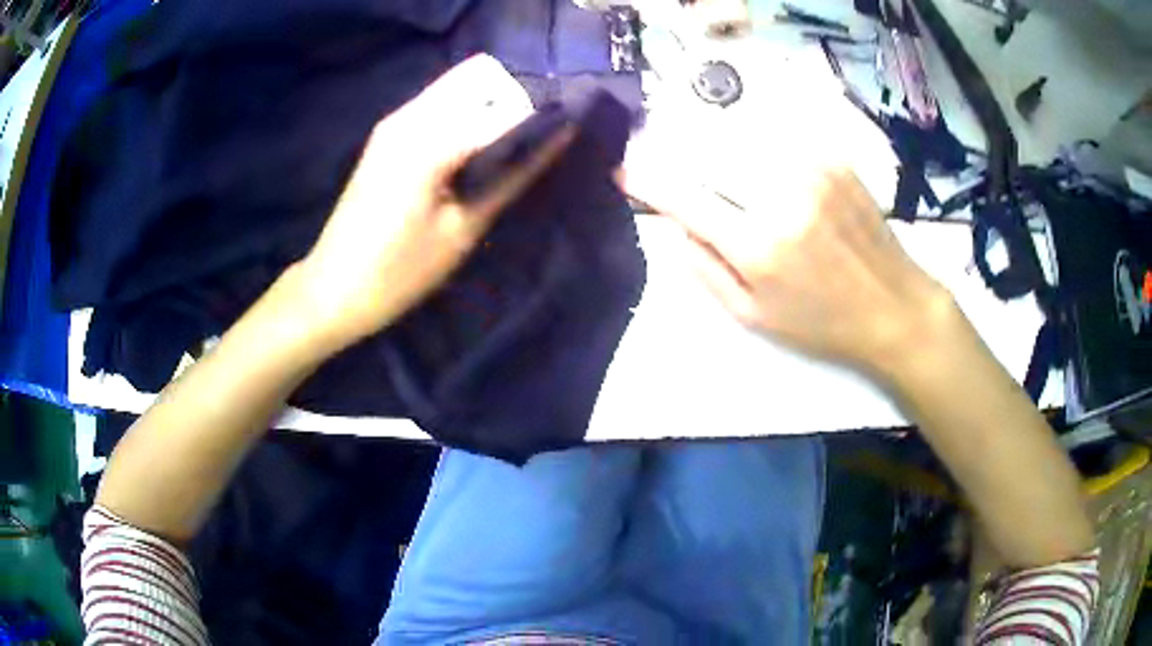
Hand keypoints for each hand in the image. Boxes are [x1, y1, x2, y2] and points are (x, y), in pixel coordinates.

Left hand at [292, 55, 572, 347]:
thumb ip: (513, 175)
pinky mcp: (387, 135)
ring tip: (502, 154)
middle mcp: (409, 115)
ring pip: (458, 88)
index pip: (504, 101)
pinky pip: (438, 106)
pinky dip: (464, 118)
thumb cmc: (399, 270)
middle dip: (511, 101)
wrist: (333, 290)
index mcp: (429, 137)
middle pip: (479, 77)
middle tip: (527, 146)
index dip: (537, 116)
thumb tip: (559, 137)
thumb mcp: (463, 228)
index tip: (558, 138)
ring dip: (487, 109)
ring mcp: (394, 121)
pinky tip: (470, 156)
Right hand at [625, 165, 956, 377]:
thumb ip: (705, 270)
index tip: (623, 169)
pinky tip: (762, 163)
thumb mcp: (754, 317)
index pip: (684, 197)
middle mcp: (782, 196)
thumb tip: (677, 224)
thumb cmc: (822, 322)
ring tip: (722, 167)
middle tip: (673, 165)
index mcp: (758, 246)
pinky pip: (777, 135)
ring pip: (740, 135)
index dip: (647, 179)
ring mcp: (812, 169)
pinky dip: (756, 142)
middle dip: (680, 154)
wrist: (894, 305)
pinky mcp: (833, 158)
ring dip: (717, 145)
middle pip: (708, 151)